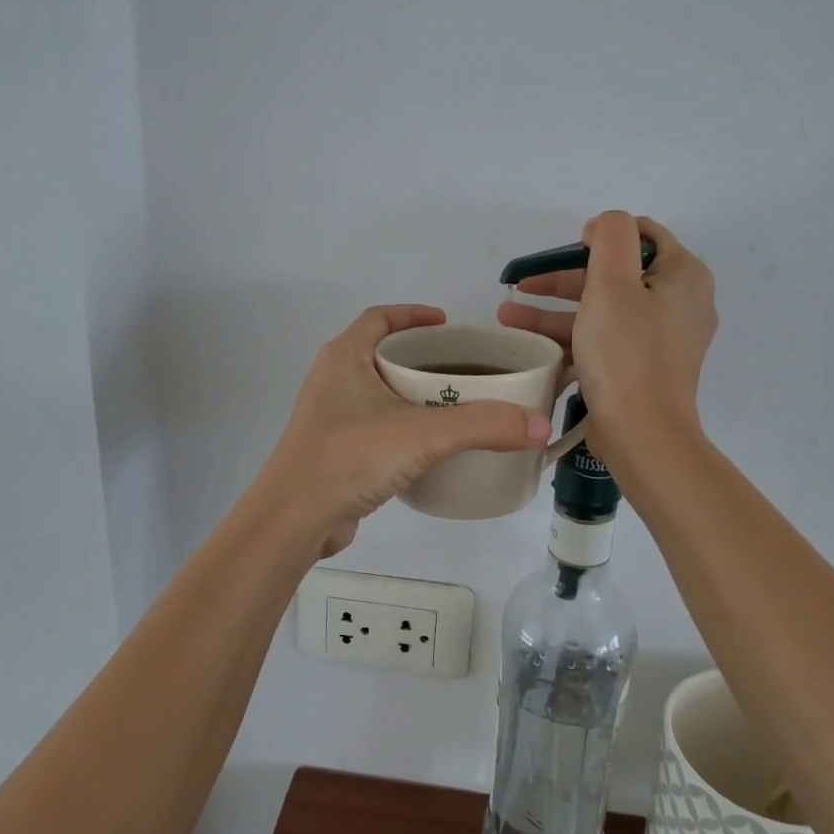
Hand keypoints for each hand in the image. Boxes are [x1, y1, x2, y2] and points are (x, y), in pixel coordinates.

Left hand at [257, 305, 552, 558]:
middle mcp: (333, 379)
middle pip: (382, 352)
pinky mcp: (334, 449)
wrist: (294, 519)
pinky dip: (402, 424)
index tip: (448, 324)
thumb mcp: (422, 434)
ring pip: (378, 391)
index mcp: (344, 357)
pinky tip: (430, 445)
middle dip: (422, 356)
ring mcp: (330, 416)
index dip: (414, 314)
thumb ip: (483, 426)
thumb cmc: (350, 457)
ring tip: (455, 404)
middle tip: (464, 368)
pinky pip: (375, 424)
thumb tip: (540, 425)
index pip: (380, 317)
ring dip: (412, 393)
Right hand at [497, 212, 716, 455]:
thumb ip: (610, 237)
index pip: (642, 234)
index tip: (566, 252)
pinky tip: (530, 343)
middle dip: (563, 278)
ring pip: (603, 309)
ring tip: (507, 315)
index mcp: (683, 276)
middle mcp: (679, 303)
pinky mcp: (642, 366)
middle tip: (523, 284)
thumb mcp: (612, 283)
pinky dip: (570, 336)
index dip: (600, 237)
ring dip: (555, 309)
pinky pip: (604, 339)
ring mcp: (661, 338)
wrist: (642, 436)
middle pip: (615, 274)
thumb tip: (602, 227)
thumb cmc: (626, 355)